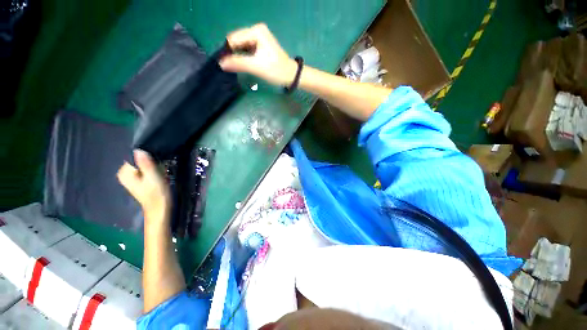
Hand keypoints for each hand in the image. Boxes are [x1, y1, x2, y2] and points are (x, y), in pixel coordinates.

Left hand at [118, 150, 170, 224]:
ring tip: (160, 173)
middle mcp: (125, 174)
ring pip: (143, 165)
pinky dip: (153, 171)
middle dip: (150, 162)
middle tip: (159, 170)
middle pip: (139, 160)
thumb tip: (139, 149)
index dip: (147, 157)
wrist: (160, 209)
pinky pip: (145, 170)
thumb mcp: (153, 177)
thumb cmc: (156, 194)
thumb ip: (145, 164)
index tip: (156, 162)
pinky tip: (159, 176)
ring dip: (153, 167)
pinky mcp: (139, 181)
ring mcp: (131, 178)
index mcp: (125, 173)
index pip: (134, 156)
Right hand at [220, 23, 297, 86]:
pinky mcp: (260, 45)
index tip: (223, 64)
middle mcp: (256, 30)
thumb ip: (238, 63)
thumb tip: (221, 63)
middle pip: (236, 41)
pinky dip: (243, 57)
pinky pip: (246, 49)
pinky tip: (243, 64)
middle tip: (230, 67)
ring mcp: (258, 37)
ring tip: (236, 67)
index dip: (227, 51)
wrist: (291, 75)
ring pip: (241, 46)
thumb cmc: (276, 70)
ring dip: (237, 56)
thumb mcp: (257, 66)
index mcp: (256, 31)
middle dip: (232, 53)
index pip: (234, 38)